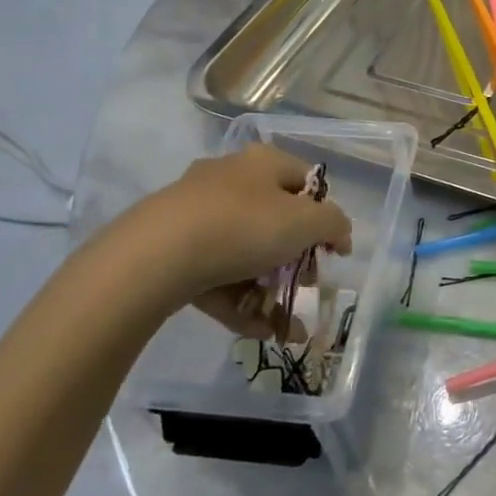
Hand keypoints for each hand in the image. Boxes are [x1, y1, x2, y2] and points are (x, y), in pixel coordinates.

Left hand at [79, 144, 351, 332]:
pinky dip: (239, 301)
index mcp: (262, 163)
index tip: (333, 252)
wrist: (154, 257)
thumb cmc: (243, 227)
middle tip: (306, 285)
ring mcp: (196, 215)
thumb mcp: (306, 222)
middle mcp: (230, 180)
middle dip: (296, 260)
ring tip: (285, 328)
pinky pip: (216, 275)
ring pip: (245, 253)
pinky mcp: (172, 250)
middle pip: (275, 220)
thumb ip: (334, 224)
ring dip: (270, 290)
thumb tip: (341, 233)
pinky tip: (257, 332)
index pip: (306, 182)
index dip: (325, 216)